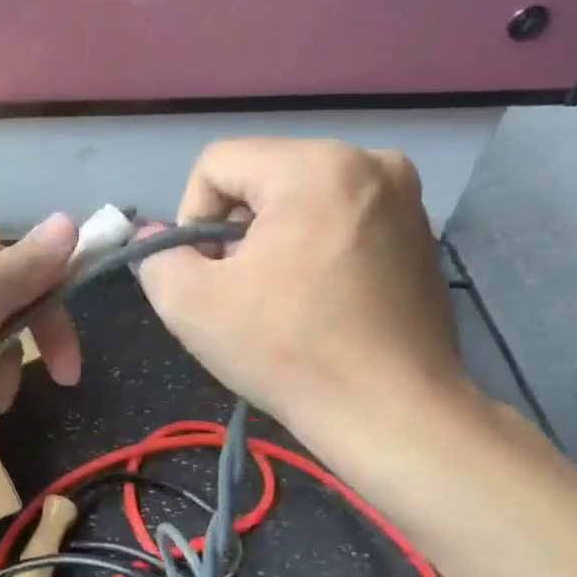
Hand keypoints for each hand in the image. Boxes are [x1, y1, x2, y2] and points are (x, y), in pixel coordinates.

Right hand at [136, 139, 474, 441]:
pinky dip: (313, 245)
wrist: (392, 413)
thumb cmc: (287, 351)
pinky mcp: (419, 231)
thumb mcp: (189, 304)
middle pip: (260, 176)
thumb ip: (157, 257)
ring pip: (298, 196)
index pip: (216, 164)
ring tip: (277, 296)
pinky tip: (317, 298)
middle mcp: (369, 163)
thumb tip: (157, 237)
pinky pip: (338, 216)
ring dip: (271, 237)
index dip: (192, 217)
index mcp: (315, 167)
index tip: (208, 273)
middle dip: (234, 228)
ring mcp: (403, 196)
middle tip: (239, 288)